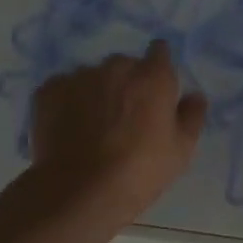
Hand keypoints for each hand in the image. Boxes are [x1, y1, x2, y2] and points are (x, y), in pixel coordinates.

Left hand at [26, 40, 207, 230]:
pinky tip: (68, 129)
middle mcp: (117, 66)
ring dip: (95, 92)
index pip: (159, 51)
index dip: (158, 68)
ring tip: (91, 128)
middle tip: (123, 117)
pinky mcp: (49, 90)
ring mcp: (80, 76)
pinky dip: (67, 103)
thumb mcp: (181, 151)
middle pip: (125, 66)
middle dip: (126, 84)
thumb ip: (192, 116)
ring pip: (92, 77)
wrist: (79, 191)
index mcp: (153, 76)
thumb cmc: (139, 171)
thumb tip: (194, 95)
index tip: (155, 90)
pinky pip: (63, 89)